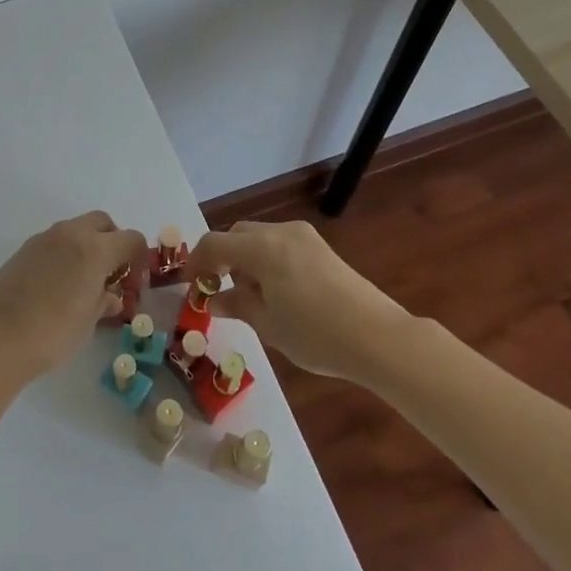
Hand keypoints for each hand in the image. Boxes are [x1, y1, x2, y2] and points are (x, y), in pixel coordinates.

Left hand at [0, 212, 147, 380]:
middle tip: (110, 273)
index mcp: (95, 249)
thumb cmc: (53, 333)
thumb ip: (103, 302)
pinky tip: (57, 284)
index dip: (138, 258)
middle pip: (102, 223)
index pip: (131, 238)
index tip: (132, 281)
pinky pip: (54, 242)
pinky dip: (64, 253)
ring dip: (86, 246)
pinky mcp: (23, 249)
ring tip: (82, 281)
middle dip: (112, 242)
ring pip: (76, 229)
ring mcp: (44, 239)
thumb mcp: (88, 322)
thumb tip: (110, 296)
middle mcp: (71, 234)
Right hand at [190, 219, 413, 381]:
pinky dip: (267, 259)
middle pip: (237, 234)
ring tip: (249, 295)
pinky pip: (281, 244)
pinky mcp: (322, 248)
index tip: (190, 286)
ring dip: (245, 258)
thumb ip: (237, 305)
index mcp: (262, 248)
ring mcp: (304, 237)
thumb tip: (215, 300)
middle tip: (217, 289)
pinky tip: (276, 291)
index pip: (214, 243)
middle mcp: (281, 232)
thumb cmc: (316, 335)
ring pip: (260, 237)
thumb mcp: (269, 325)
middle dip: (222, 258)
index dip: (196, 262)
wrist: (379, 337)